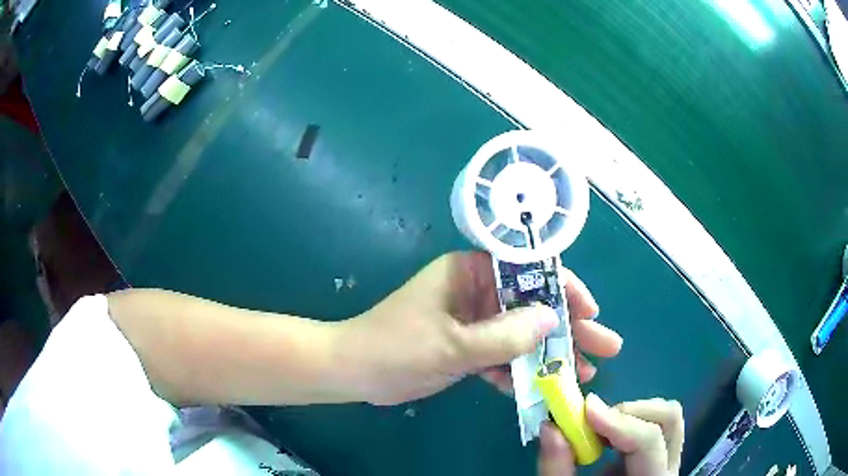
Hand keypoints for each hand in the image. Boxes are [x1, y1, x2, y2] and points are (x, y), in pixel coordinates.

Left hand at [336, 252, 621, 404]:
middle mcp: (476, 291)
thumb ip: (504, 335)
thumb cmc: (396, 348)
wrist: (355, 373)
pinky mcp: (468, 347)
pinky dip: (520, 370)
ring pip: (522, 334)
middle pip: (533, 305)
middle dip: (569, 327)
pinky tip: (543, 387)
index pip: (528, 269)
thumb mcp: (453, 345)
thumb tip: (552, 319)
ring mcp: (474, 321)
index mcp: (469, 272)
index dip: (564, 288)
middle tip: (605, 346)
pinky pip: (503, 355)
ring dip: (551, 354)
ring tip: (584, 373)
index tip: (590, 310)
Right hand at [539, 395, 684, 475]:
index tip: (586, 411)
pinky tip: (605, 442)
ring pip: (666, 418)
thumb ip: (557, 470)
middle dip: (629, 412)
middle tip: (593, 420)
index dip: (618, 423)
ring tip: (598, 429)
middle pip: (668, 419)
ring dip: (631, 415)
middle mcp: (667, 470)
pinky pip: (654, 427)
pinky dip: (628, 424)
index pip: (649, 442)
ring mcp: (666, 462)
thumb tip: (550, 427)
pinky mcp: (657, 459)